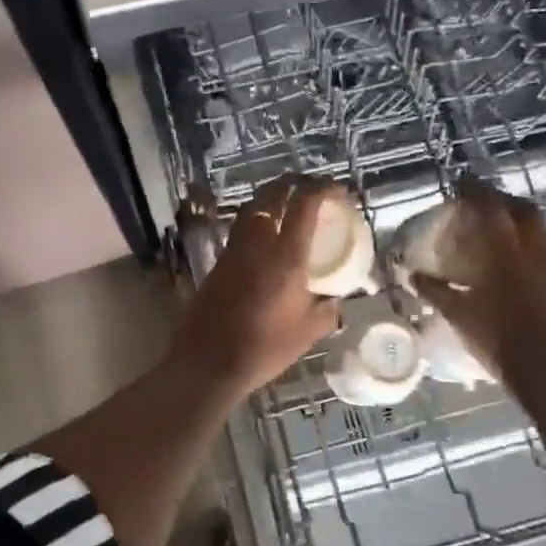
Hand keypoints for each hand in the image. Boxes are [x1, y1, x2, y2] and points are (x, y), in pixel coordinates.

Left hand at [171, 176, 343, 396]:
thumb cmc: (264, 349)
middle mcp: (258, 244)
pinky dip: (257, 221)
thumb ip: (327, 312)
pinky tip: (267, 238)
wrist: (208, 362)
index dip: (322, 188)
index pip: (304, 205)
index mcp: (286, 257)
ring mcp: (234, 251)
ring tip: (289, 206)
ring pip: (252, 209)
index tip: (336, 189)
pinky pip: (241, 229)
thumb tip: (336, 301)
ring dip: (272, 199)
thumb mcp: (307, 333)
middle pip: (272, 195)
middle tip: (311, 189)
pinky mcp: (218, 263)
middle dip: (294, 183)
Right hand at [413, 178, 545, 383]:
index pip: (491, 208)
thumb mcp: (458, 315)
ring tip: (501, 229)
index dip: (475, 192)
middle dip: (503, 201)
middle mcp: (533, 251)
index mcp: (505, 253)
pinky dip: (530, 246)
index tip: (461, 185)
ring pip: (539, 230)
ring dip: (520, 222)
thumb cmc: (496, 339)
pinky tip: (518, 261)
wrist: (545, 371)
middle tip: (484, 203)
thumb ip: (435, 291)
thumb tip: (412, 275)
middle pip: (523, 210)